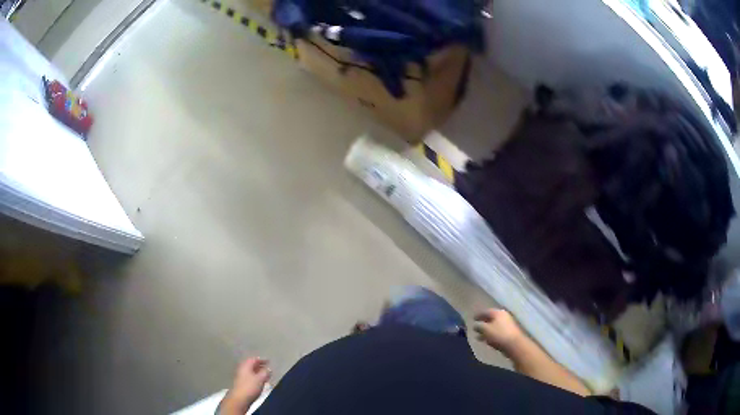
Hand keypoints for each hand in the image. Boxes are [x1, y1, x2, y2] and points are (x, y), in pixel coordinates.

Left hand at [221, 357, 270, 414]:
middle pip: (251, 365)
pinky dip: (255, 378)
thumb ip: (265, 372)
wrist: (239, 399)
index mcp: (245, 366)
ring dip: (258, 372)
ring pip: (250, 372)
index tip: (269, 361)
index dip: (261, 359)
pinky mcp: (241, 384)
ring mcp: (240, 377)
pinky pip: (250, 377)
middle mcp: (242, 369)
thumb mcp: (260, 379)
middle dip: (259, 366)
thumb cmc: (250, 387)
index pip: (253, 359)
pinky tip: (260, 382)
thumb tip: (269, 368)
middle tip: (268, 368)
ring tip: (266, 375)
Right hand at [473, 309, 524, 354]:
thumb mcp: (485, 330)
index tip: (472, 318)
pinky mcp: (509, 333)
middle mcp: (503, 316)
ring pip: (494, 326)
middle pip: (491, 318)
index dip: (478, 315)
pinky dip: (491, 334)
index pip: (486, 311)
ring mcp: (507, 324)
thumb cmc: (498, 334)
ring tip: (478, 336)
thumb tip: (475, 325)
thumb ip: (478, 326)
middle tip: (475, 327)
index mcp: (498, 312)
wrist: (514, 344)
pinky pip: (497, 332)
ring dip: (486, 330)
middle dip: (483, 323)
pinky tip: (487, 340)